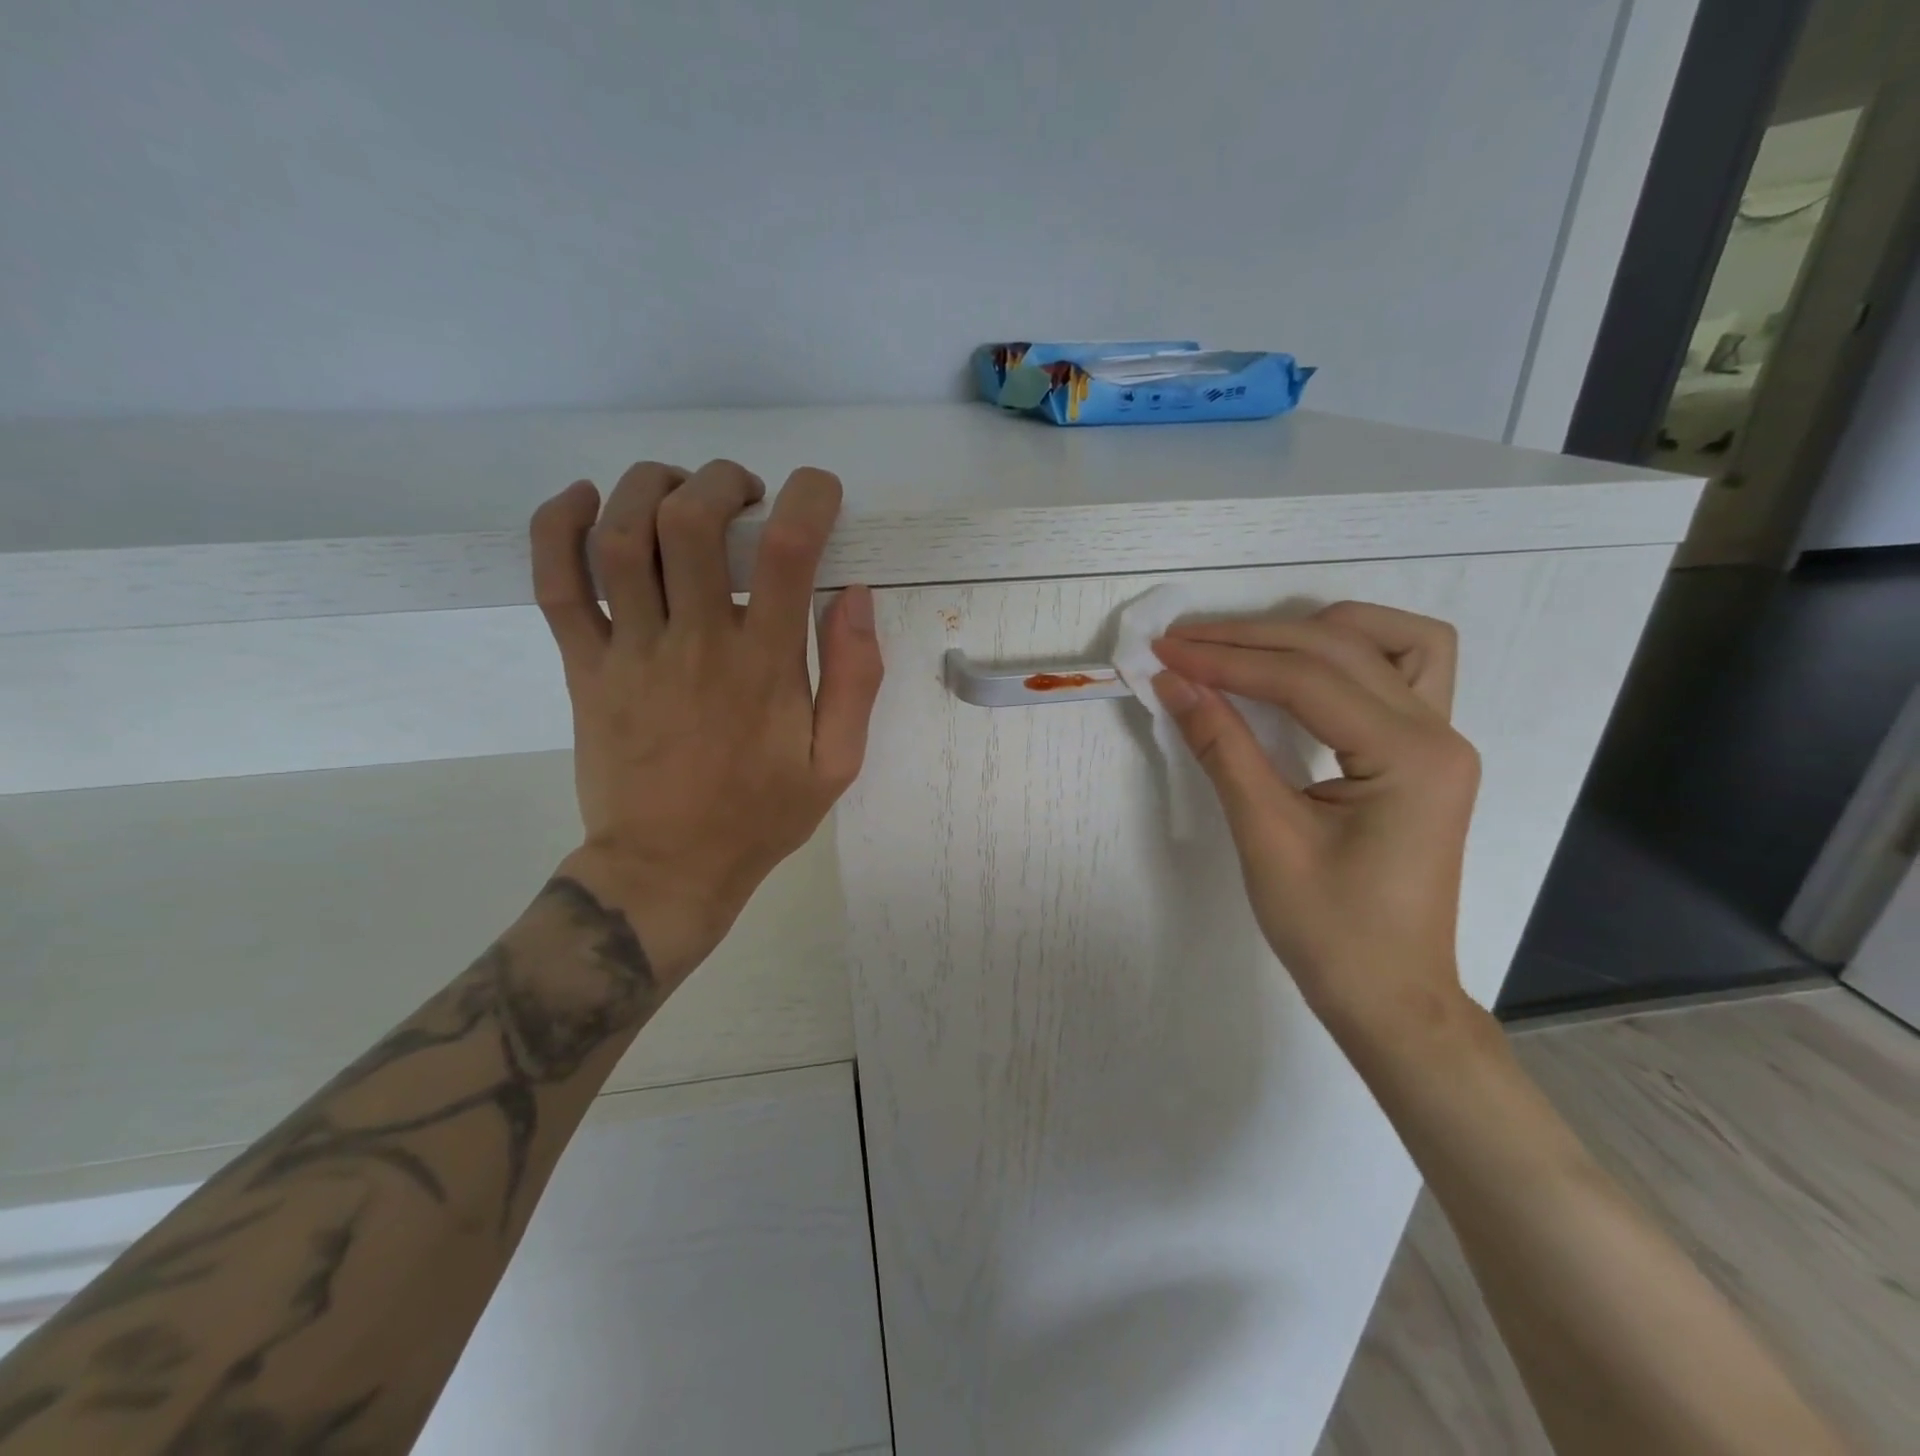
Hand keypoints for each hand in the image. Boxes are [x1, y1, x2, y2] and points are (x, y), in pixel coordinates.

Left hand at [528, 459, 883, 982]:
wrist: (666, 870)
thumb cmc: (759, 817)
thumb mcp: (836, 763)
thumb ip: (854, 680)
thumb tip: (855, 597)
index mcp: (763, 667)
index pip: (787, 552)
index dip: (808, 499)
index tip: (819, 492)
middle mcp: (694, 644)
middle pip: (691, 524)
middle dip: (722, 483)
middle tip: (746, 495)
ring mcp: (629, 653)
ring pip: (619, 537)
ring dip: (648, 488)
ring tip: (679, 490)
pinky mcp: (583, 668)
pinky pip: (554, 584)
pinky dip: (556, 527)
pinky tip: (580, 498)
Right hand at [1150, 602, 1478, 1040]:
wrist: (1389, 995)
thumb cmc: (1330, 931)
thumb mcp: (1265, 836)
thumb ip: (1222, 747)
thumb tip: (1173, 682)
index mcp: (1410, 757)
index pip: (1306, 679)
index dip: (1227, 661)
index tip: (1165, 653)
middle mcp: (1440, 733)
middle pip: (1341, 648)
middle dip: (1254, 639)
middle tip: (1184, 645)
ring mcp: (1441, 740)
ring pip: (1391, 641)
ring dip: (1316, 631)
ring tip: (1249, 647)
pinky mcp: (1424, 753)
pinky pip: (1400, 672)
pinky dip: (1349, 656)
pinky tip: (1303, 669)